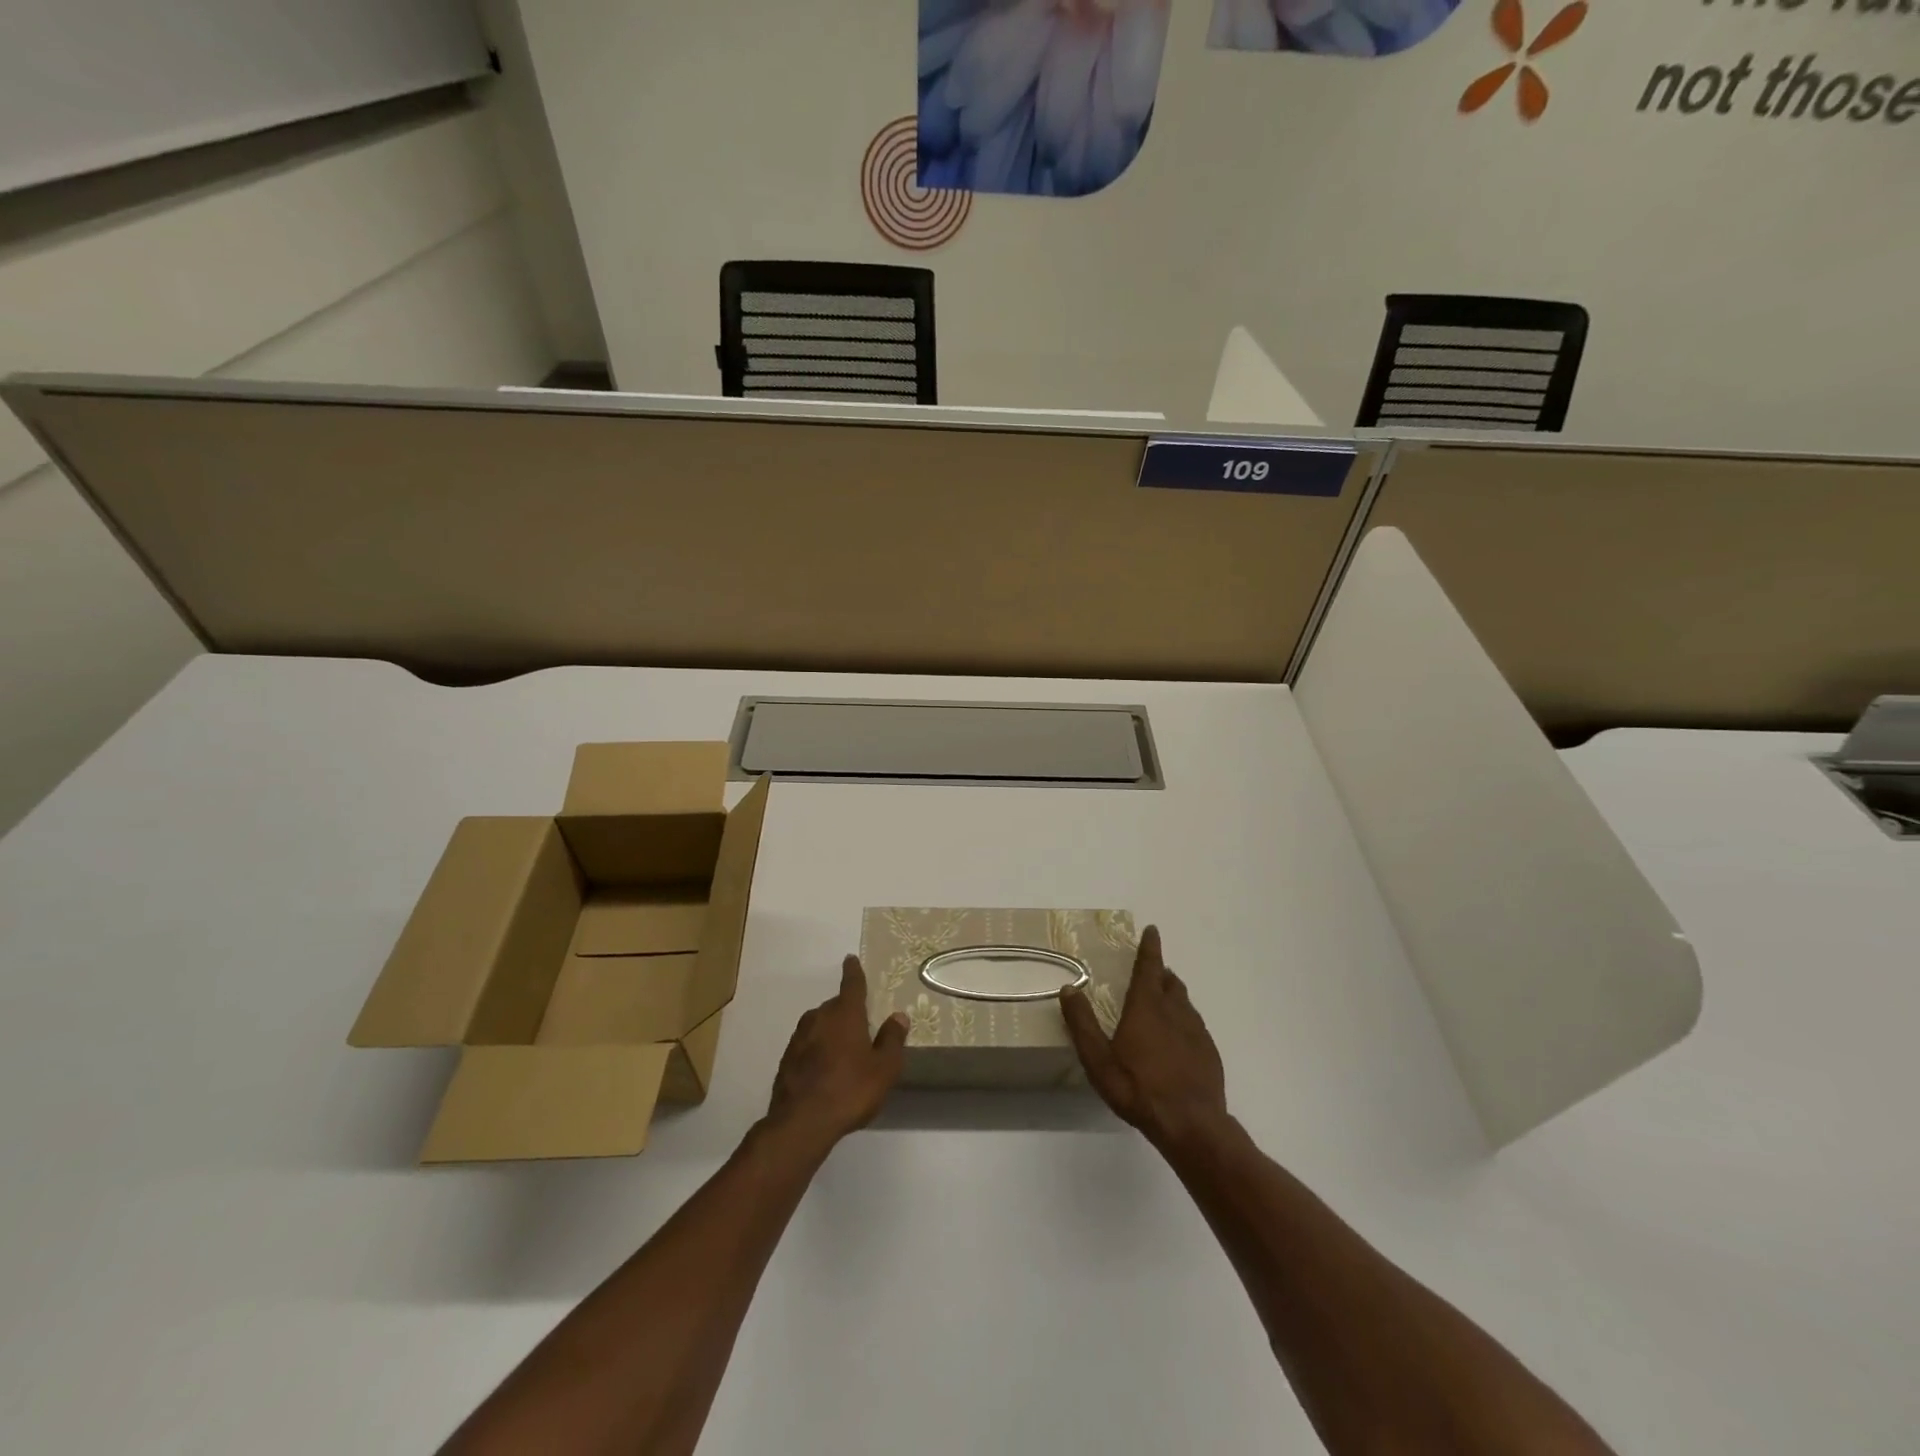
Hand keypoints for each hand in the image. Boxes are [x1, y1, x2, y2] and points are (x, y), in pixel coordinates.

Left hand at [766, 955, 908, 1150]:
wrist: (801, 1123)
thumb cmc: (850, 1089)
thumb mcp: (884, 1068)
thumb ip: (892, 1040)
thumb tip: (898, 1016)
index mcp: (845, 1014)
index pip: (852, 985)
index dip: (853, 972)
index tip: (850, 959)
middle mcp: (819, 1018)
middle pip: (835, 1006)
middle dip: (847, 1011)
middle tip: (860, 1026)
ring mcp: (799, 1038)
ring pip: (819, 1025)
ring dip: (831, 1031)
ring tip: (844, 1052)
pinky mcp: (786, 1060)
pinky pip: (807, 1045)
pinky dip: (817, 1050)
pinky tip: (825, 1071)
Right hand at [1060, 925, 1228, 1150]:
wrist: (1192, 1124)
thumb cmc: (1138, 1088)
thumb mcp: (1098, 1059)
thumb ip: (1082, 1023)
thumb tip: (1069, 988)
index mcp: (1147, 1007)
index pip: (1149, 966)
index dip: (1150, 947)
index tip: (1152, 930)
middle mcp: (1174, 1011)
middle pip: (1169, 982)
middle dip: (1160, 972)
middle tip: (1151, 970)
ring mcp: (1196, 1031)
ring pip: (1184, 1002)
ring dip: (1173, 994)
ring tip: (1162, 1000)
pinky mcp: (1209, 1052)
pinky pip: (1195, 1025)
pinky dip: (1184, 1020)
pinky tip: (1178, 1039)